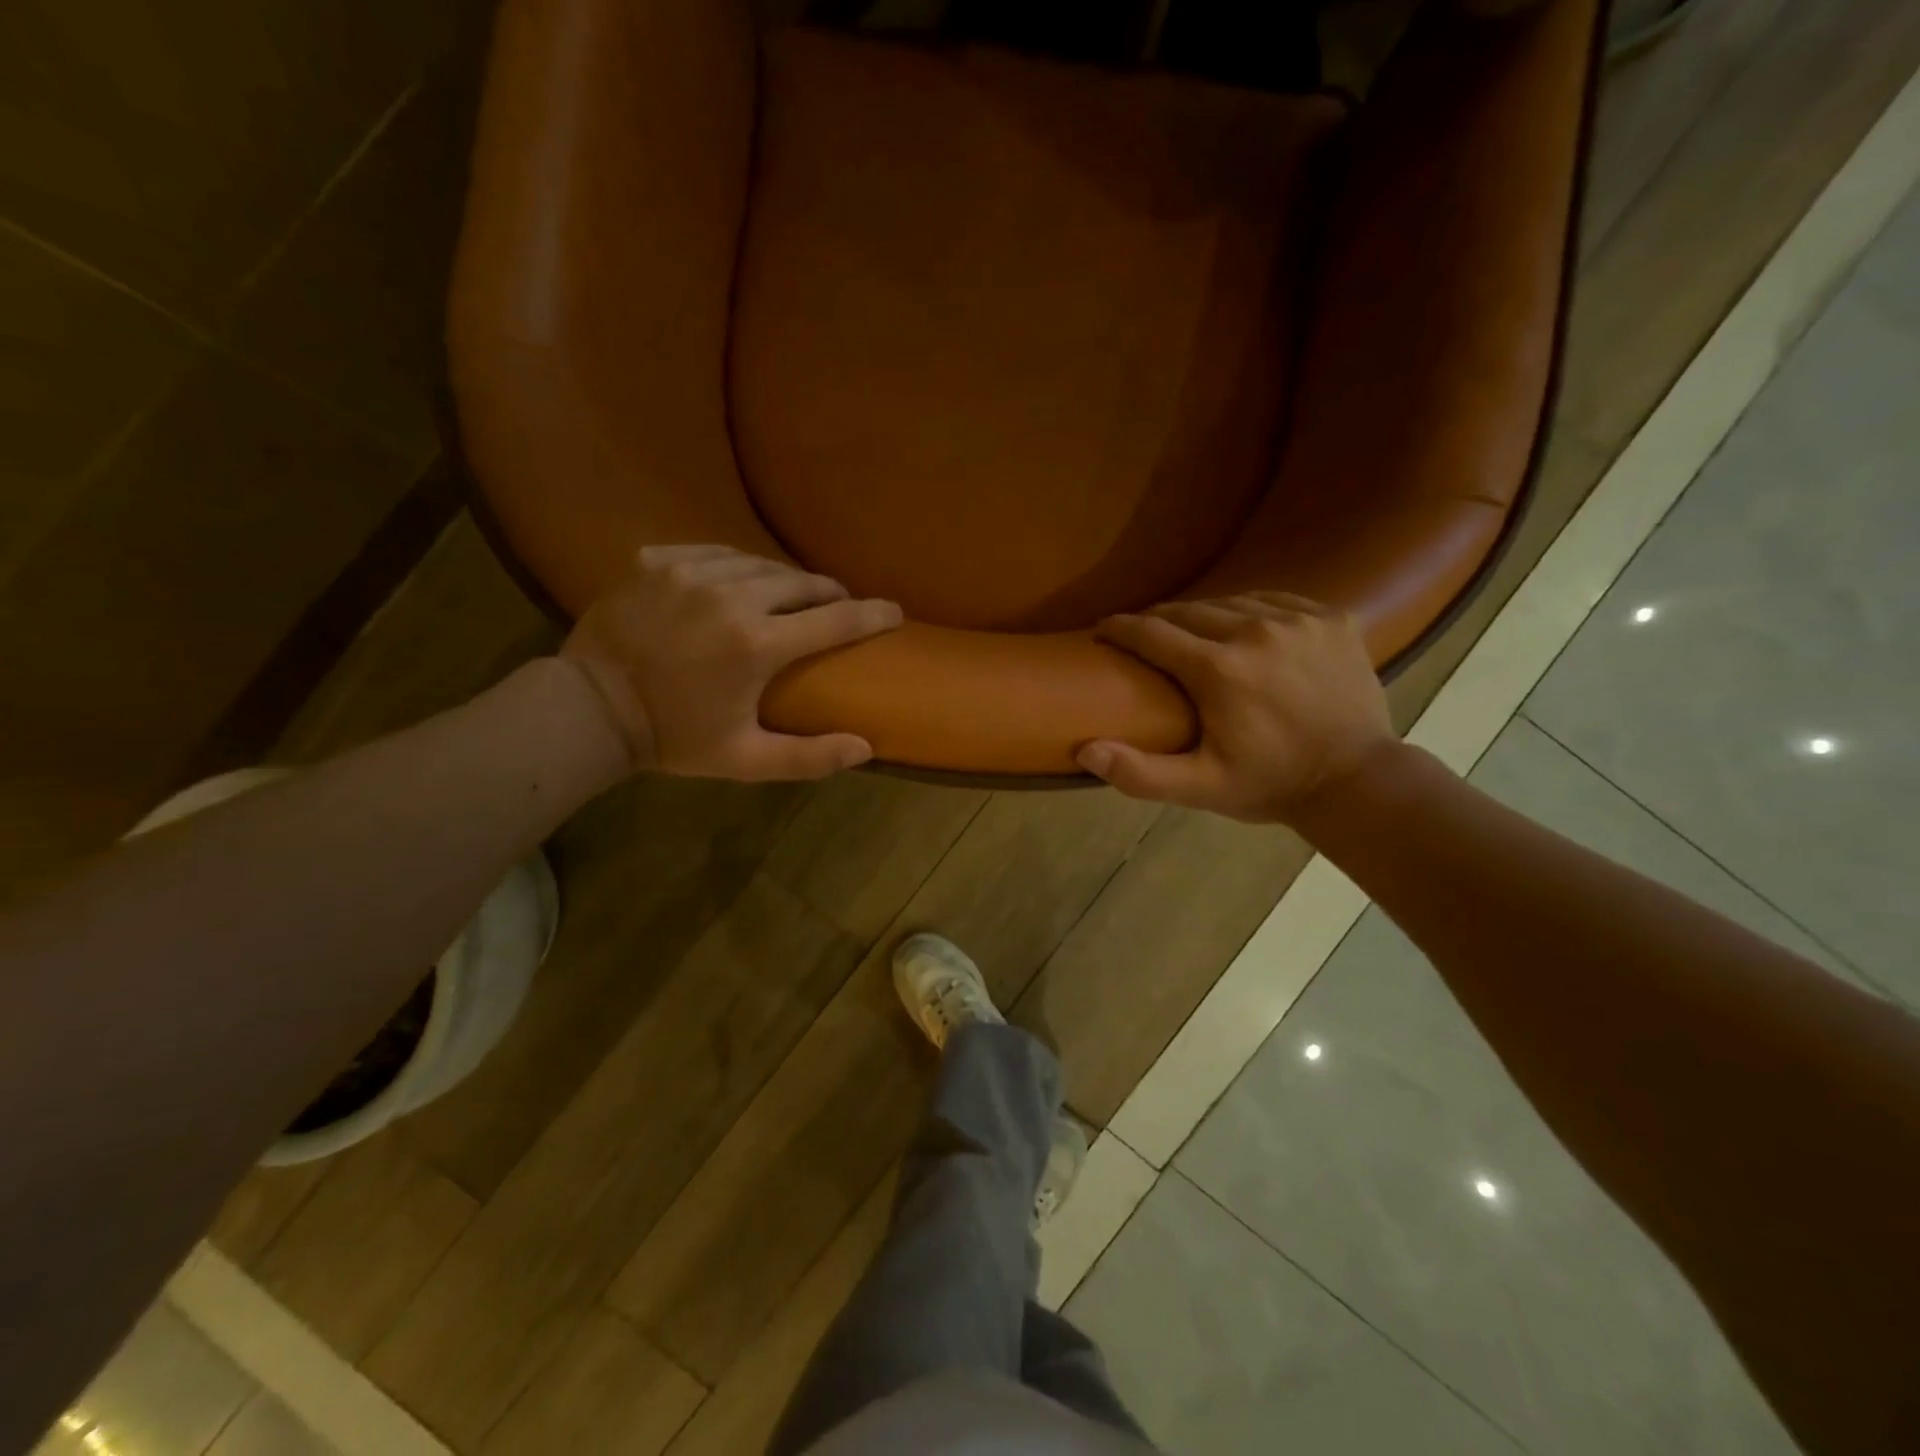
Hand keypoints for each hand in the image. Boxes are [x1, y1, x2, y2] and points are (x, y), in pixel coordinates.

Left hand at [560, 545, 901, 779]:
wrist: (589, 710)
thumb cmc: (674, 738)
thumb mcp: (745, 760)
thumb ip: (808, 757)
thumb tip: (866, 748)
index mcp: (758, 645)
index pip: (837, 619)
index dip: (873, 614)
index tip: (894, 611)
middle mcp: (731, 597)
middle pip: (801, 583)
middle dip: (828, 593)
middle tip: (839, 604)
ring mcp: (689, 572)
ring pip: (759, 563)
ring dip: (783, 579)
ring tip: (791, 594)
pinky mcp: (656, 561)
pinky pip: (712, 551)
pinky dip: (734, 565)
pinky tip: (736, 580)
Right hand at [1077, 593, 1396, 823]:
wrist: (1357, 780)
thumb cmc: (1270, 784)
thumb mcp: (1201, 788)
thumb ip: (1140, 772)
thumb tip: (1085, 749)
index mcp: (1218, 670)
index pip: (1151, 633)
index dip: (1120, 628)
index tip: (1102, 630)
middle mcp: (1255, 631)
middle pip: (1188, 611)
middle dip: (1157, 622)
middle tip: (1143, 637)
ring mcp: (1298, 620)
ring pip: (1230, 602)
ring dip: (1202, 616)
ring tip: (1190, 634)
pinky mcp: (1331, 618)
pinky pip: (1274, 600)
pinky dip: (1250, 610)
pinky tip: (1244, 628)